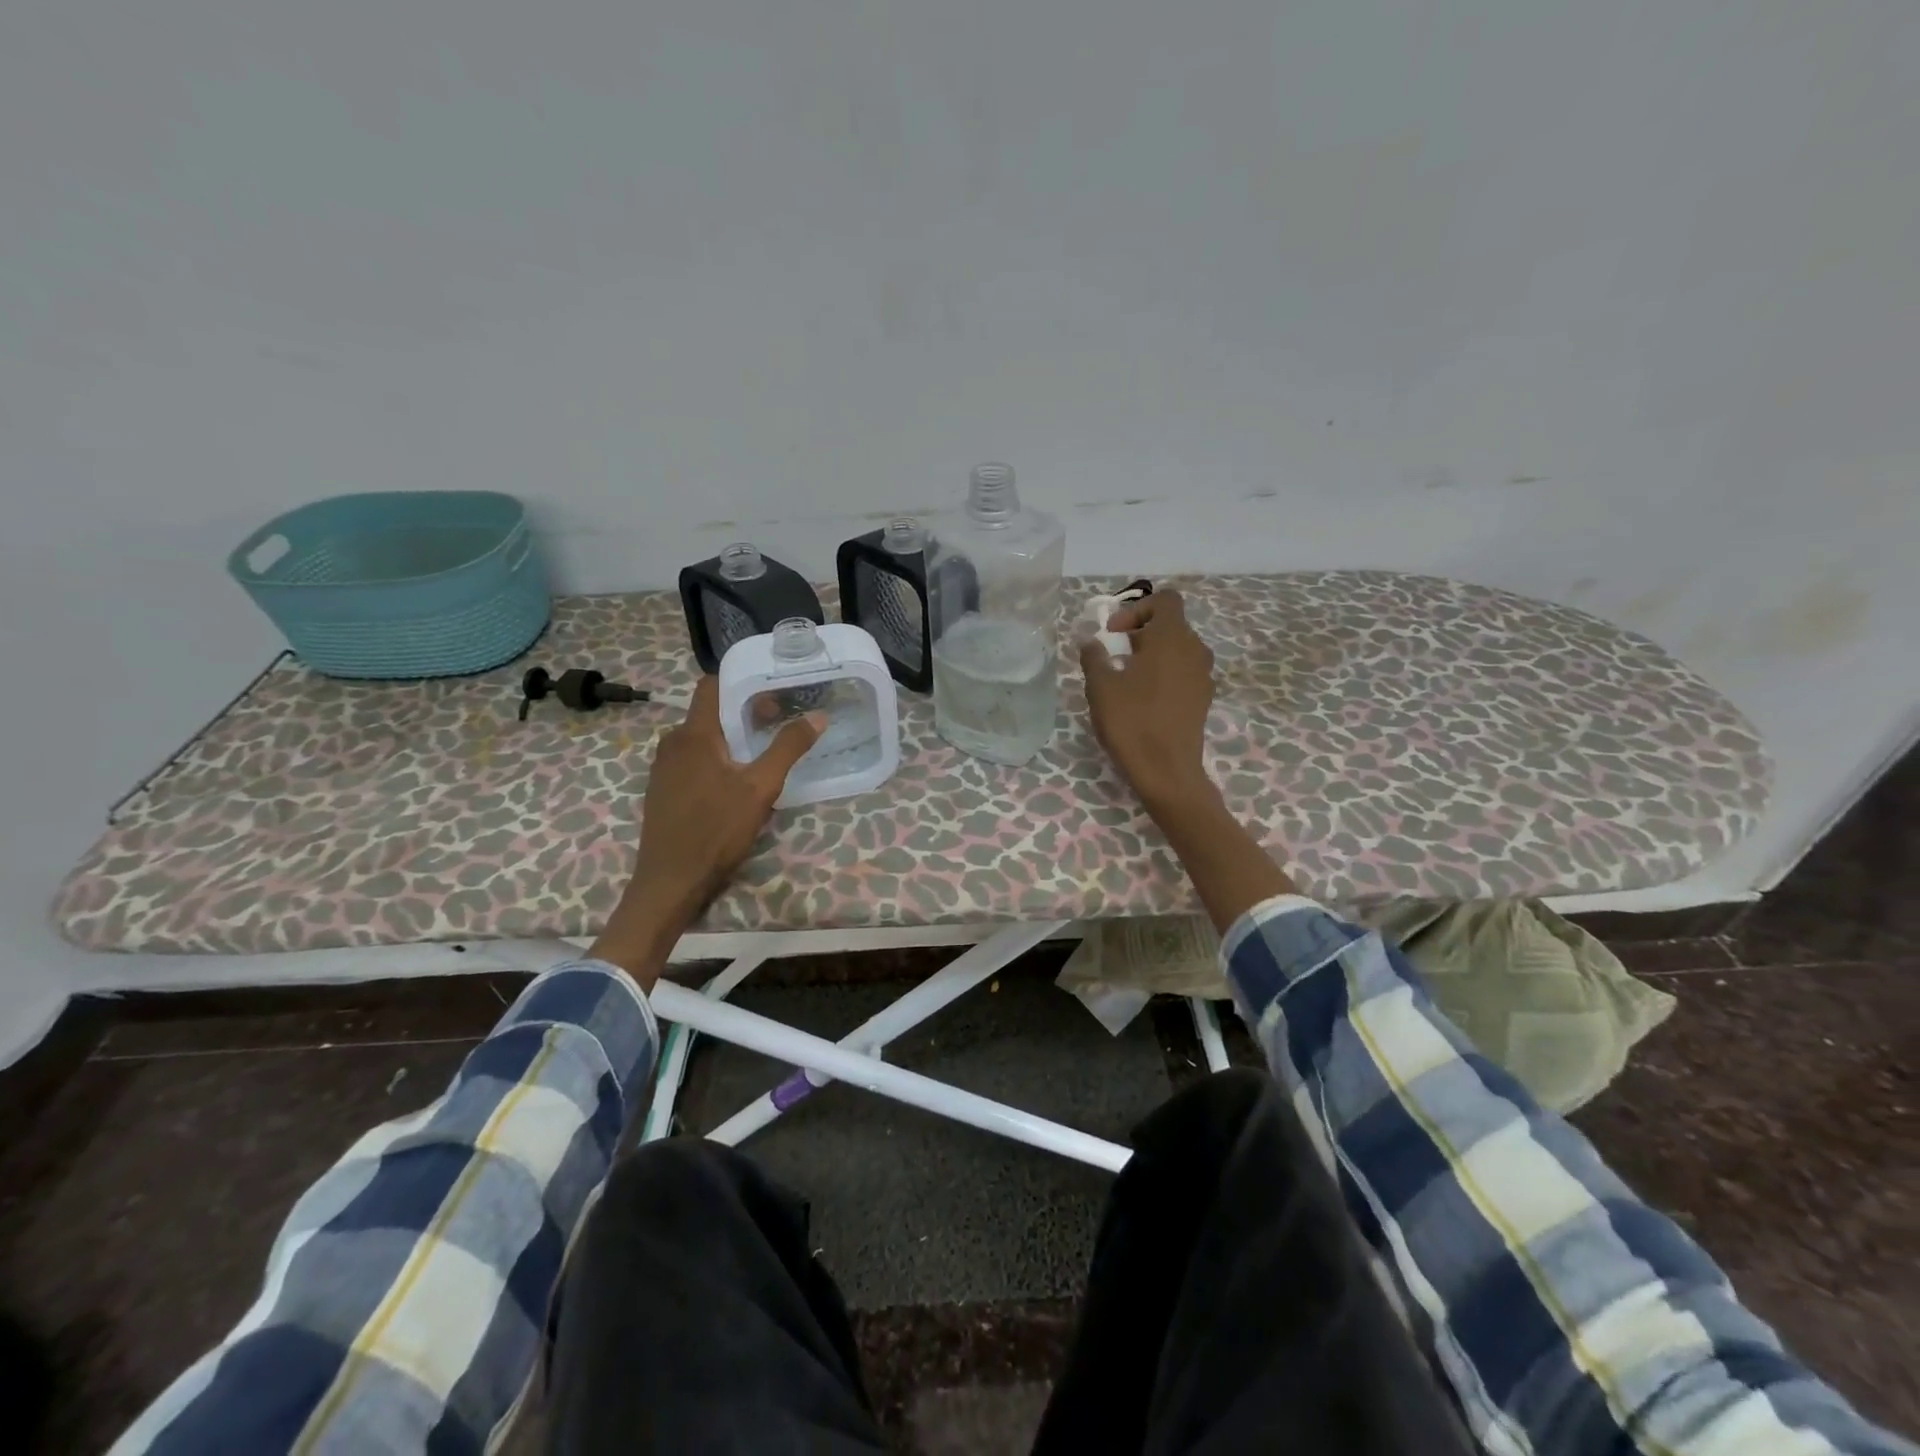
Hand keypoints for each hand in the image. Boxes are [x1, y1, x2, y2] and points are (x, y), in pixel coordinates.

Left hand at [590, 676, 821, 985]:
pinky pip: (692, 759)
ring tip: (763, 750)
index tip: (772, 687)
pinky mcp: (663, 789)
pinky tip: (736, 780)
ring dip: (731, 737)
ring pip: (702, 738)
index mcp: (694, 734)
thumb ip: (788, 748)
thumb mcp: (761, 788)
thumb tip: (818, 716)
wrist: (670, 881)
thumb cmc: (716, 830)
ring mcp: (664, 767)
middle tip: (778, 721)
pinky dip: (716, 758)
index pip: (712, 685)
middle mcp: (673, 743)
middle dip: (744, 711)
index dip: (741, 680)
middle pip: (710, 712)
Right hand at [1081, 590, 1296, 927]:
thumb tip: (1091, 640)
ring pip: (1177, 649)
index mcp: (1172, 637)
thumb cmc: (1132, 722)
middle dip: (1140, 632)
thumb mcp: (1101, 686)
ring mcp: (1203, 676)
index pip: (1165, 600)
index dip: (1137, 609)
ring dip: (1151, 654)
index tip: (1113, 633)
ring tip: (1125, 678)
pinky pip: (1182, 672)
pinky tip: (1142, 699)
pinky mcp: (1202, 699)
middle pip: (1170, 624)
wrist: (1167, 772)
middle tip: (1113, 654)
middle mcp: (1194, 650)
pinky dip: (1163, 674)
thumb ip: (1094, 656)